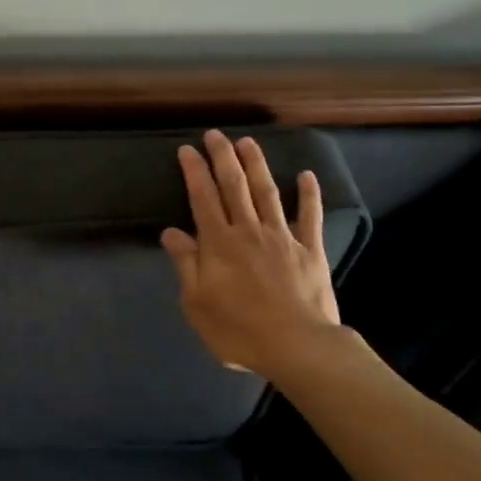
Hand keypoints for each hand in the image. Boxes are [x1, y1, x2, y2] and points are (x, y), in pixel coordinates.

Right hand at [161, 130, 341, 379]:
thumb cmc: (238, 330)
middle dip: (222, 157)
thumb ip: (185, 264)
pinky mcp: (310, 250)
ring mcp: (282, 237)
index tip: (187, 149)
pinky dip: (309, 194)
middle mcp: (248, 230)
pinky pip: (309, 216)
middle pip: (234, 186)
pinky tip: (306, 175)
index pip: (203, 198)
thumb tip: (171, 232)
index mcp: (218, 243)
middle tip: (215, 134)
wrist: (297, 346)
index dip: (194, 171)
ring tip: (247, 142)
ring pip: (267, 192)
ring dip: (256, 165)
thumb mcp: (197, 303)